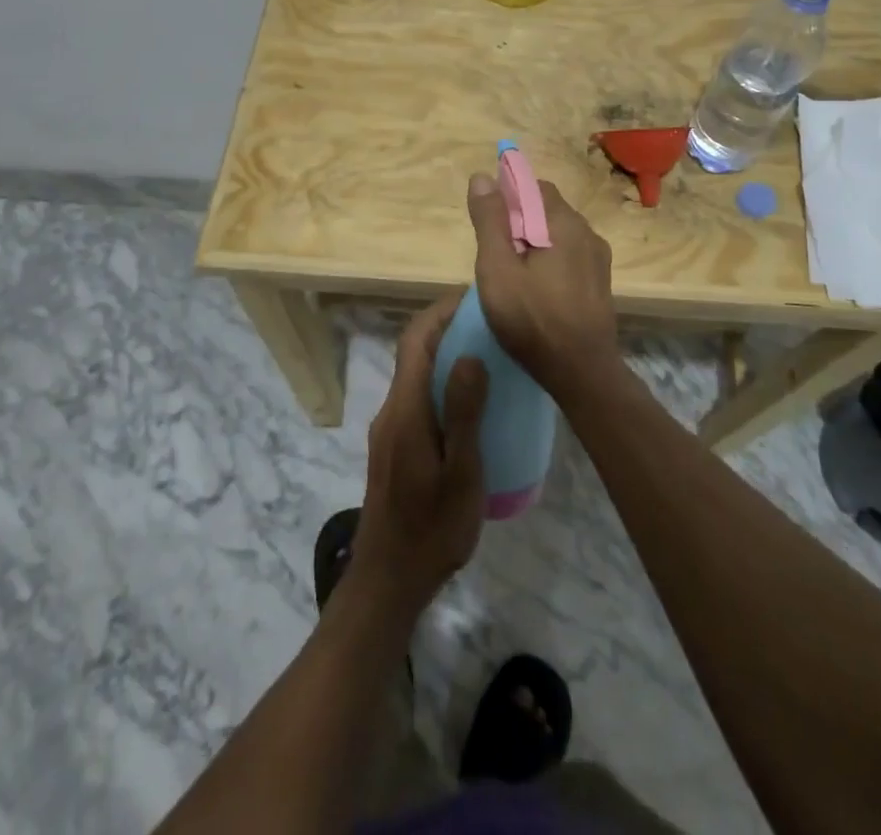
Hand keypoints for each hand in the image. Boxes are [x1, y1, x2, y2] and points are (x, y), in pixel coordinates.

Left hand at [351, 295, 489, 614]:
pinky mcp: (395, 446)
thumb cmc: (432, 529)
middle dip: (447, 328)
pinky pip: (419, 398)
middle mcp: (392, 409)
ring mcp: (391, 429)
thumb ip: (464, 414)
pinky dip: (443, 383)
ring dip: (446, 355)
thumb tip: (470, 354)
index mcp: (406, 409)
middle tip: (492, 325)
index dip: (440, 312)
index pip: (415, 340)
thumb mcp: (461, 474)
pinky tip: (474, 404)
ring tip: (490, 356)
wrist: (388, 580)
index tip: (474, 299)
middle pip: (414, 352)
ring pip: (416, 375)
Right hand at [466, 174, 618, 402]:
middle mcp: (587, 232)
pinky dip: (550, 261)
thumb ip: (490, 221)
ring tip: (513, 277)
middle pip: (547, 209)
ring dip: (534, 243)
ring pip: (559, 234)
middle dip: (519, 223)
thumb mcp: (497, 269)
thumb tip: (483, 177)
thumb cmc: (532, 319)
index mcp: (564, 223)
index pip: (534, 187)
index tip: (488, 226)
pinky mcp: (600, 282)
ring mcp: (598, 259)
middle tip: (496, 257)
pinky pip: (570, 256)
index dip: (507, 198)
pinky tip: (536, 291)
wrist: (581, 372)